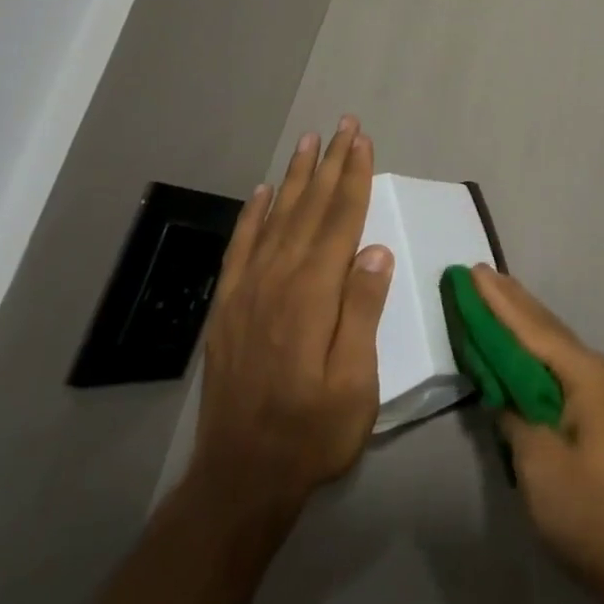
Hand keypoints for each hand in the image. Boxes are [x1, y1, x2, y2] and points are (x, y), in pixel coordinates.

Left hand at [187, 117, 393, 526]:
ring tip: (309, 142)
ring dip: (295, 178)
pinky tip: (264, 194)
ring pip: (276, 219)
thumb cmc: (312, 432)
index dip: (354, 177)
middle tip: (342, 124)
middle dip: (329, 164)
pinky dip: (253, 216)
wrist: (239, 479)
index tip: (363, 141)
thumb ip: (362, 310)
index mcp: (312, 294)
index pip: (340, 221)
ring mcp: (247, 292)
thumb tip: (376, 249)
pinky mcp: (227, 308)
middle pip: (309, 209)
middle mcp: (278, 280)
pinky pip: (241, 248)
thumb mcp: (355, 381)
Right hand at [473, 266, 603, 603]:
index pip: (531, 329)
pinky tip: (515, 339)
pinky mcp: (591, 404)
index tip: (472, 273)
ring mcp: (595, 385)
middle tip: (477, 272)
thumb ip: (514, 415)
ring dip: (519, 316)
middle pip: (542, 325)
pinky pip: (553, 360)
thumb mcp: (539, 463)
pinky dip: (529, 344)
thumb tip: (499, 387)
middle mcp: (592, 367)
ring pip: (549, 339)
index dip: (498, 302)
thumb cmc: (586, 508)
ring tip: (492, 290)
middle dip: (509, 299)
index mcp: (582, 373)